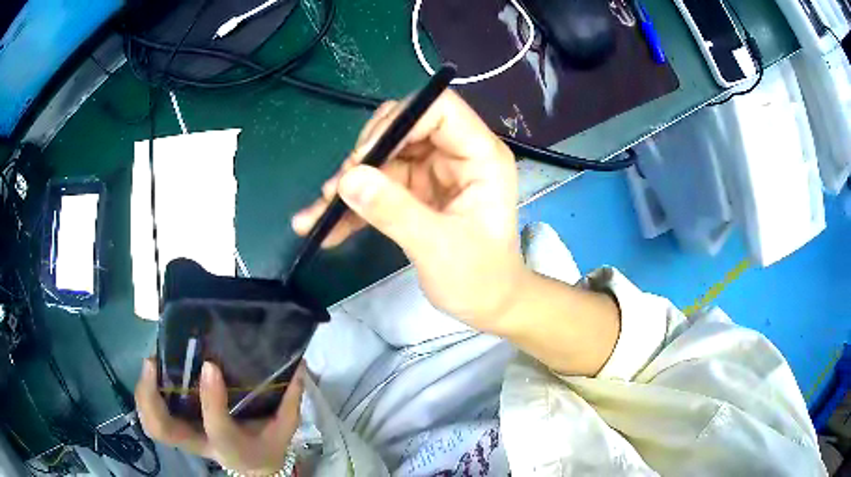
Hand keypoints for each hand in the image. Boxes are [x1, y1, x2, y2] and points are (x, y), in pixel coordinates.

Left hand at [135, 359, 303, 474]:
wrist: (253, 465)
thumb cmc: (267, 445)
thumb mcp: (285, 428)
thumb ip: (291, 400)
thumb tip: (298, 363)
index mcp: (232, 447)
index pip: (218, 428)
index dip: (211, 399)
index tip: (210, 365)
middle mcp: (202, 444)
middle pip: (166, 431)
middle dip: (152, 398)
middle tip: (154, 363)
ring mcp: (186, 437)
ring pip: (153, 425)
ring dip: (144, 395)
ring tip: (150, 364)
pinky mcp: (178, 428)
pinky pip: (154, 417)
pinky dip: (146, 397)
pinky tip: (153, 374)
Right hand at [292, 90, 528, 331]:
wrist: (487, 305)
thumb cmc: (480, 278)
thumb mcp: (438, 247)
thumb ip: (394, 211)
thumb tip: (347, 179)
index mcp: (480, 156)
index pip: (440, 110)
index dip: (400, 121)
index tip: (365, 156)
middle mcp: (456, 155)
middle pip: (404, 128)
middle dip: (367, 154)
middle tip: (339, 187)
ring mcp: (433, 173)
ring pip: (384, 157)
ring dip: (350, 182)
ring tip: (321, 213)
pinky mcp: (416, 193)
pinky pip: (379, 186)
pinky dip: (353, 205)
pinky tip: (326, 227)